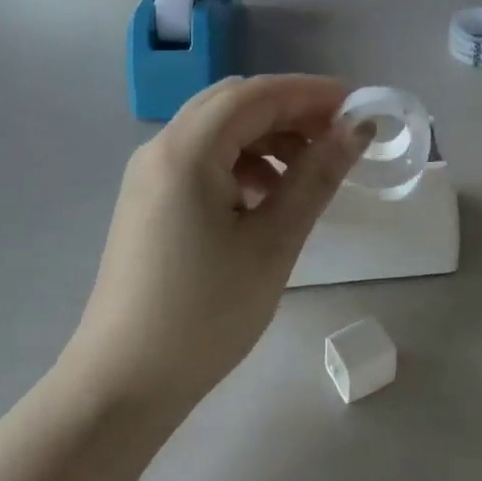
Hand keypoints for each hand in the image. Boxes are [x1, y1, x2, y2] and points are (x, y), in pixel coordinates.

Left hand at [69, 76, 367, 412]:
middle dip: (291, 110)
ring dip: (268, 136)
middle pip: (235, 103)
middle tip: (338, 134)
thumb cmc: (204, 314)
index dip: (312, 92)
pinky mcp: (148, 198)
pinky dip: (242, 160)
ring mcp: (149, 173)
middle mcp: (161, 147)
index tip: (360, 105)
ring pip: (219, 128)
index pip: (258, 94)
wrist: (121, 387)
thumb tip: (357, 129)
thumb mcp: (273, 242)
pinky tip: (268, 196)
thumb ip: (316, 177)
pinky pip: (202, 157)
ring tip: (309, 169)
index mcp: (186, 150)